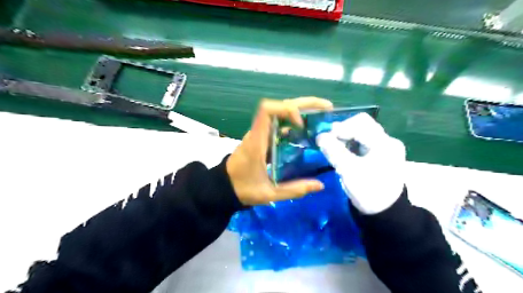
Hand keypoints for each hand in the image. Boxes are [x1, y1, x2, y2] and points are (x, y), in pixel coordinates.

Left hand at [227, 98, 331, 204]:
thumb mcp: (269, 193)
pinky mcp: (263, 138)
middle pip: (279, 106)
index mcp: (257, 141)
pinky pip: (279, 124)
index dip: (286, 109)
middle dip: (304, 104)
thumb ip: (294, 190)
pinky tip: (307, 131)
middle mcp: (258, 132)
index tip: (300, 124)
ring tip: (322, 117)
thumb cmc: (243, 188)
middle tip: (327, 108)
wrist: (224, 186)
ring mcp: (260, 133)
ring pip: (280, 113)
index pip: (267, 110)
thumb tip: (319, 185)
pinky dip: (295, 123)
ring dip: (301, 111)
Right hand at [314, 114, 403, 213]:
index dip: (340, 128)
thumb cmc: (368, 191)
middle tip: (329, 141)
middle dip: (343, 131)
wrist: (385, 213)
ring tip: (334, 147)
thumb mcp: (348, 171)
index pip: (360, 123)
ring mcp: (385, 147)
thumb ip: (334, 151)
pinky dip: (350, 144)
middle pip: (361, 125)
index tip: (325, 139)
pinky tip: (343, 152)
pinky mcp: (381, 154)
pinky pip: (363, 142)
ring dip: (346, 137)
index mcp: (384, 143)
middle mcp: (387, 141)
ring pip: (361, 133)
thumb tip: (320, 136)